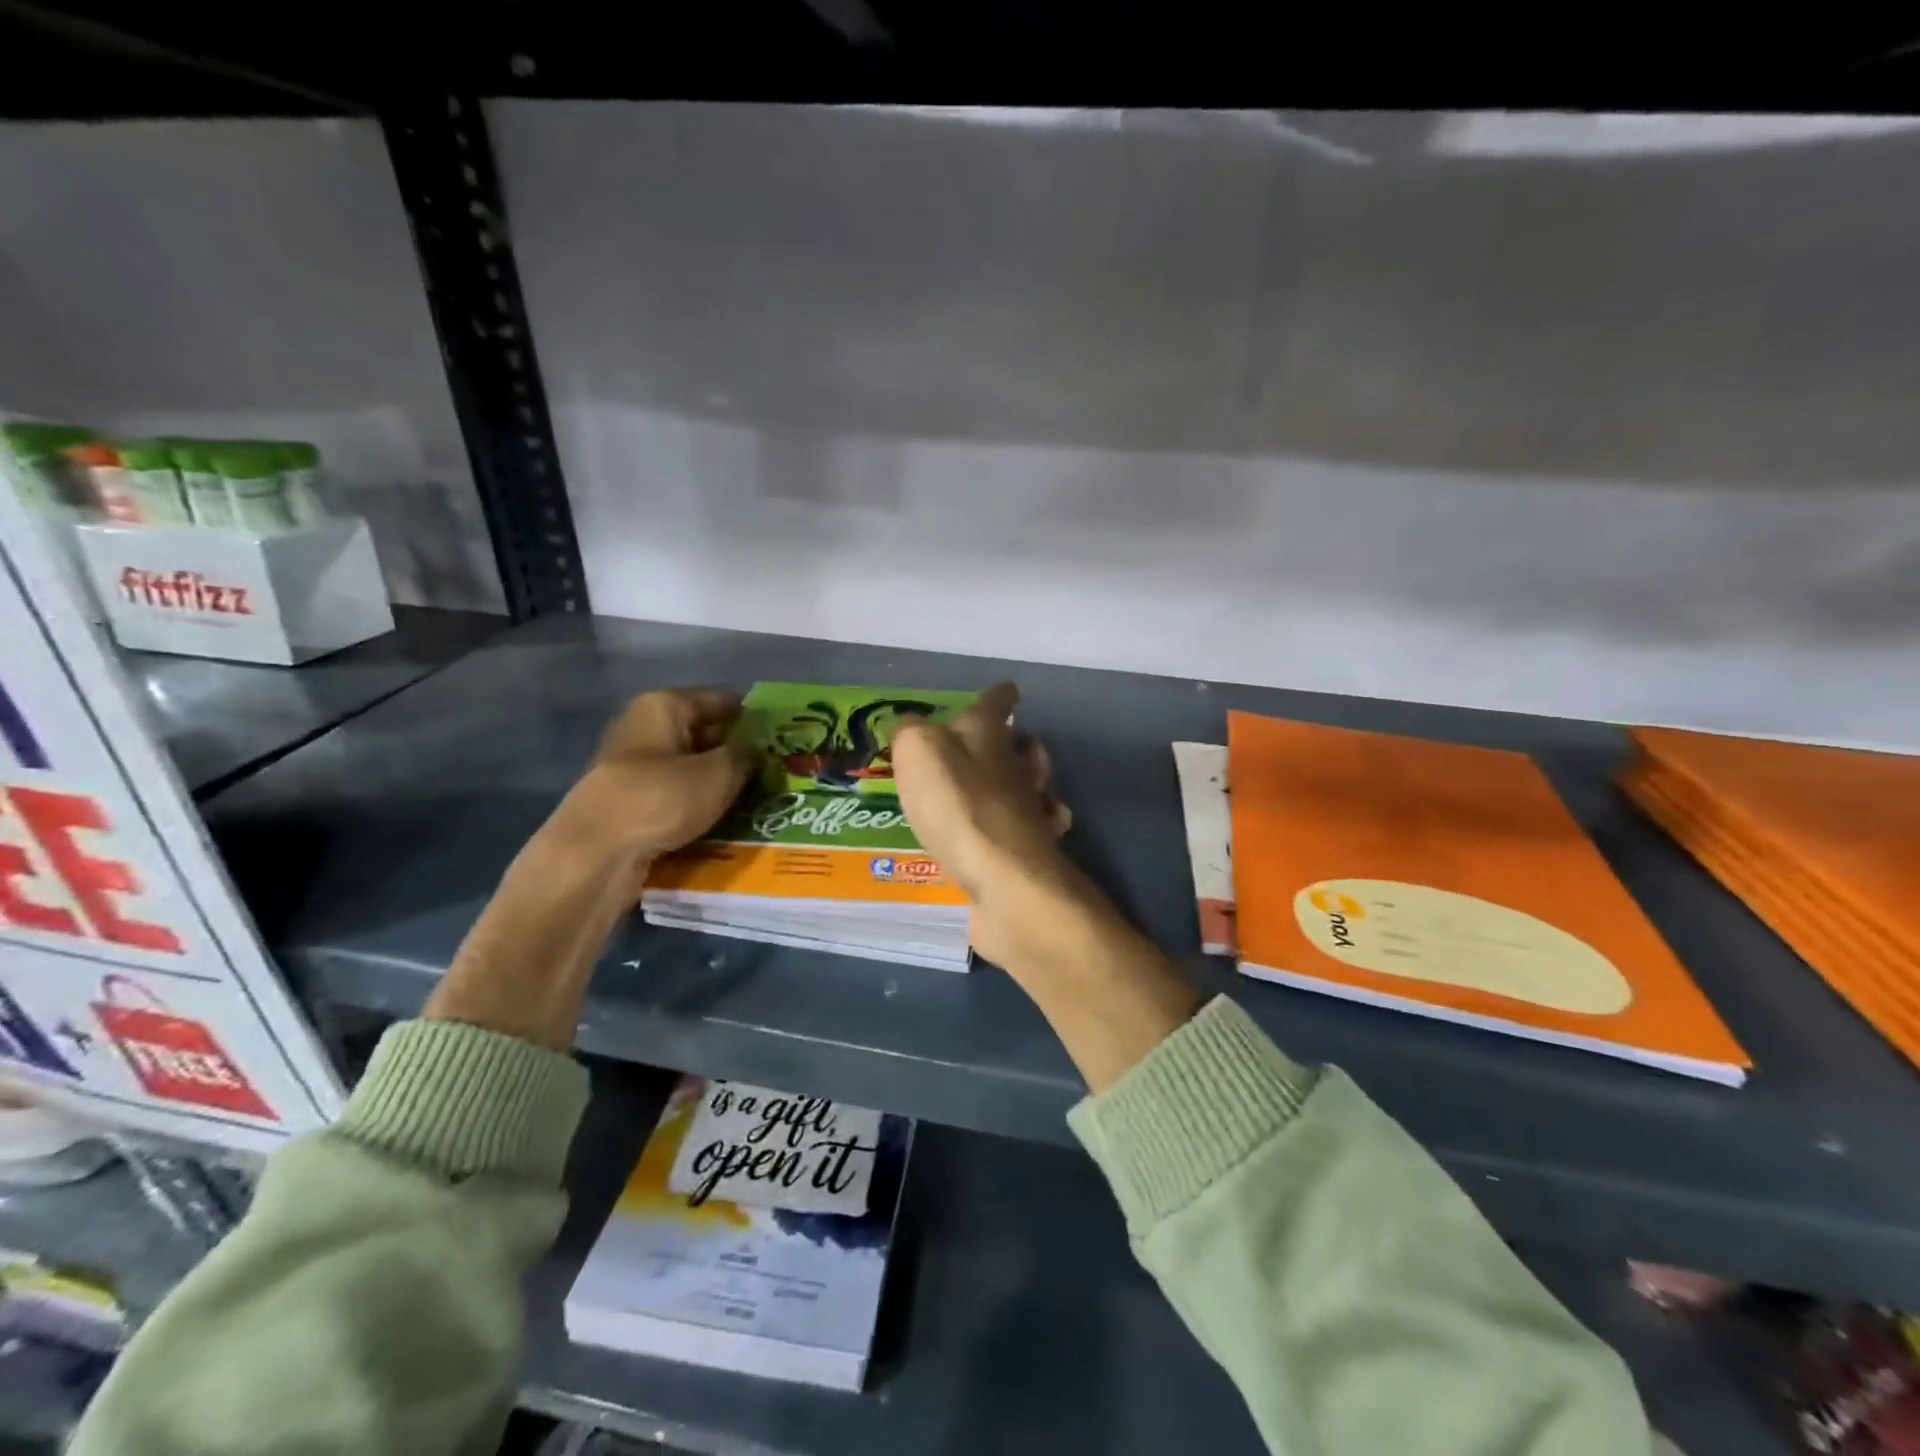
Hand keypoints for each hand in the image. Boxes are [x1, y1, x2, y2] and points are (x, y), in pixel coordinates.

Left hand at [430, 688, 752, 1049]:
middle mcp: (645, 726)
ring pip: (690, 766)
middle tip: (777, 774)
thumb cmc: (661, 798)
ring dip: (719, 781)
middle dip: (738, 752)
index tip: (785, 740)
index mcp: (665, 705)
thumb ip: (746, 756)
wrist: (595, 854)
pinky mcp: (627, 800)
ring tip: (757, 800)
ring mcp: (632, 765)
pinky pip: (674, 794)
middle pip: (705, 732)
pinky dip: (697, 803)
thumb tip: (757, 751)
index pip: (723, 701)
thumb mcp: (719, 774)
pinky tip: (723, 820)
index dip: (755, 718)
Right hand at [890, 683, 1085, 971]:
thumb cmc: (956, 803)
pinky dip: (1025, 829)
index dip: (997, 695)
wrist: (1001, 876)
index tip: (1002, 693)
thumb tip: (910, 727)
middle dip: (1015, 744)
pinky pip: (1033, 832)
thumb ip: (910, 733)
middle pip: (1026, 746)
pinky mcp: (1034, 852)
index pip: (997, 700)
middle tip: (991, 751)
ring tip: (996, 793)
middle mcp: (1017, 766)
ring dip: (1023, 785)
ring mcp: (1032, 809)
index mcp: (988, 734)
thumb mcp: (916, 752)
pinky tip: (1004, 839)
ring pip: (1035, 786)